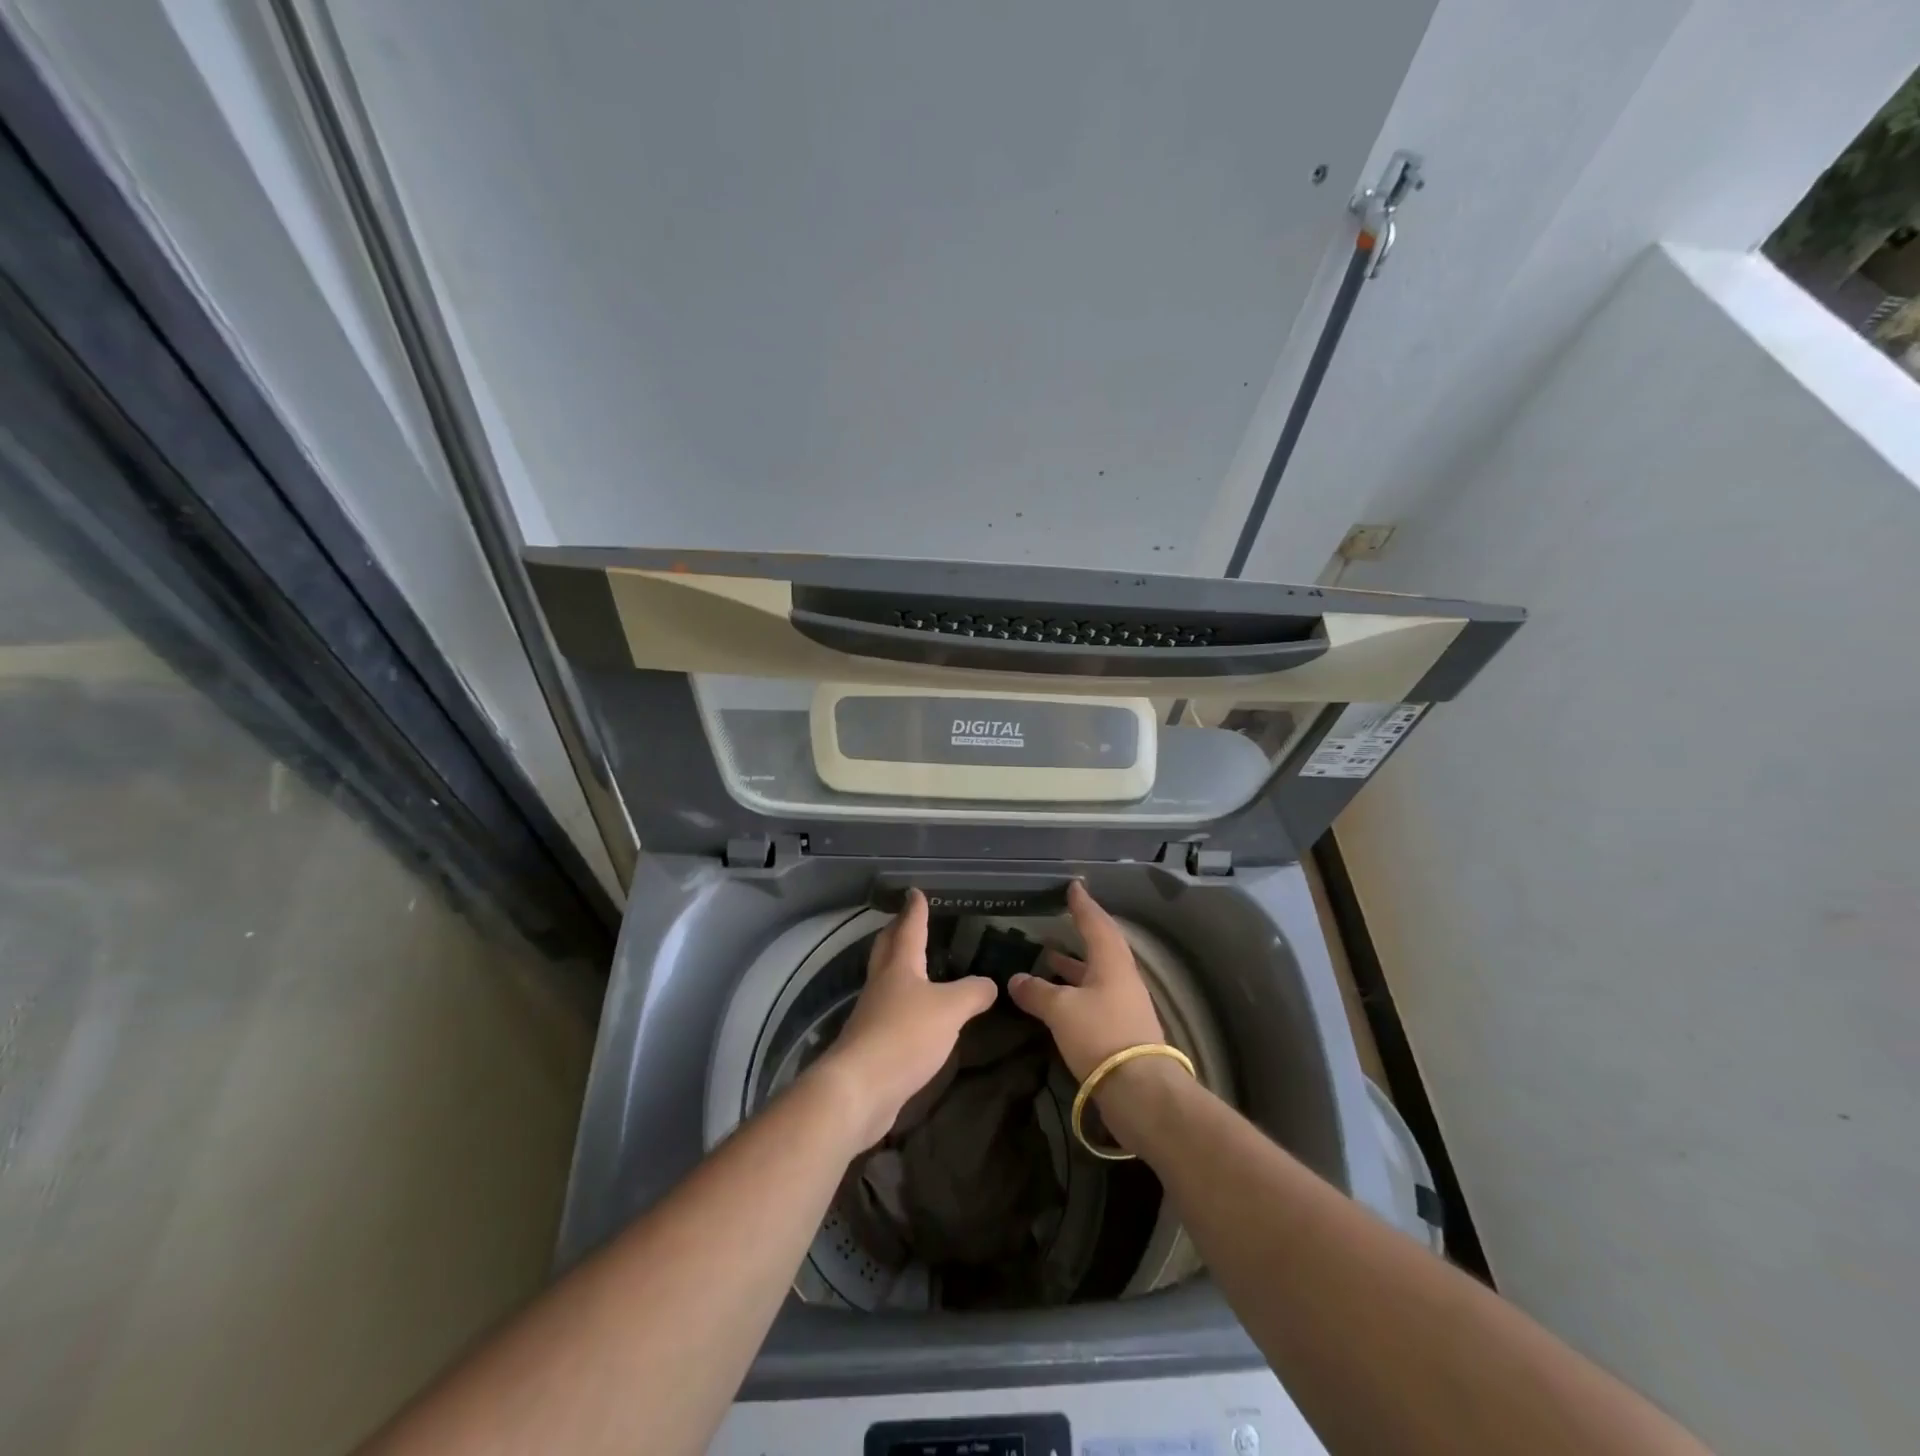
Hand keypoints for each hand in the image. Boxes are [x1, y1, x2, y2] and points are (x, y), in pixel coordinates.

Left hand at [813, 889, 996, 1146]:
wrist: (860, 1088)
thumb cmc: (905, 1035)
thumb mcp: (950, 1010)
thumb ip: (973, 993)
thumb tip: (989, 983)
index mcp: (899, 966)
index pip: (909, 928)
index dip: (915, 910)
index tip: (914, 892)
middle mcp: (882, 983)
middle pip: (887, 948)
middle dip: (897, 932)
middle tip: (906, 920)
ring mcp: (872, 1013)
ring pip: (886, 979)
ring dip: (898, 967)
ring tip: (917, 965)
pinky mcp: (871, 1043)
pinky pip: (889, 1012)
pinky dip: (902, 1004)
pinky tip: (915, 1014)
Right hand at [1007, 881, 1164, 1080]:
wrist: (1139, 1089)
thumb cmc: (1100, 1035)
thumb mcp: (1061, 1010)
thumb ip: (1036, 992)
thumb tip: (1015, 979)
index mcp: (1111, 962)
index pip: (1096, 923)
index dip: (1082, 905)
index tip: (1074, 886)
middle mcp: (1122, 977)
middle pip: (1101, 946)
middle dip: (1081, 932)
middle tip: (1062, 918)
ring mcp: (1124, 1004)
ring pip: (1097, 973)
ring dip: (1075, 963)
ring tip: (1049, 955)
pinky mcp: (1121, 1028)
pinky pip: (1095, 995)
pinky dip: (1075, 988)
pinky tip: (1057, 997)